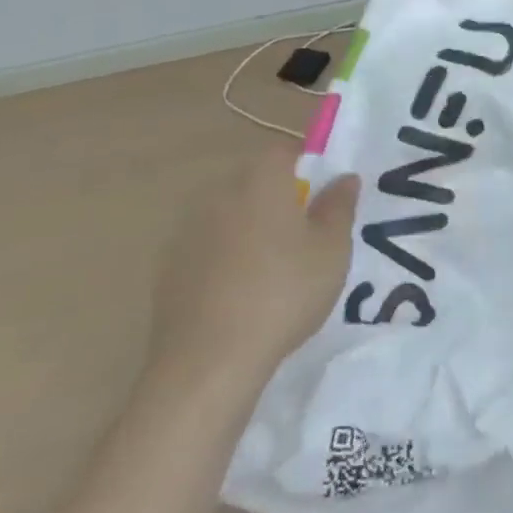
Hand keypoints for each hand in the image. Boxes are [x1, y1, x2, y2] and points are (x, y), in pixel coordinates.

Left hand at [150, 146, 359, 394]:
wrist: (208, 362)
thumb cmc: (284, 292)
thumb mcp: (332, 249)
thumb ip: (338, 207)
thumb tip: (344, 178)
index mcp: (260, 183)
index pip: (283, 150)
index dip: (307, 160)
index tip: (326, 186)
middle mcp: (218, 197)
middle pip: (253, 180)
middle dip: (280, 193)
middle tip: (309, 225)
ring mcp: (187, 234)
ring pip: (229, 214)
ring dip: (252, 225)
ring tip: (279, 260)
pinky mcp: (169, 270)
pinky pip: (208, 246)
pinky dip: (228, 255)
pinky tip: (245, 288)